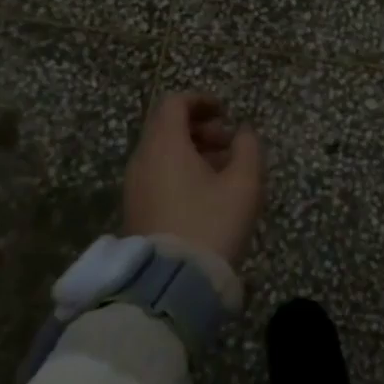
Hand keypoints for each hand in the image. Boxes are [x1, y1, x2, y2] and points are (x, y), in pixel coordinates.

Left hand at [124, 92, 263, 265]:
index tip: (225, 113)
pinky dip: (179, 170)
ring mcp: (134, 185)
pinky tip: (205, 194)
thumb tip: (243, 132)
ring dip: (191, 150)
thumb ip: (248, 148)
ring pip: (161, 152)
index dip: (201, 101)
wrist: (172, 283)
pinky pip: (156, 173)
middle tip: (229, 144)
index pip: (174, 103)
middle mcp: (142, 159)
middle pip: (166, 126)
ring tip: (223, 171)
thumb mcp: (244, 184)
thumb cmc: (212, 224)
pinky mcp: (135, 208)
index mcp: (164, 145)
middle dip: (200, 127)